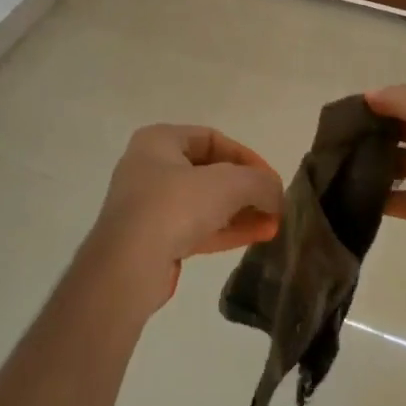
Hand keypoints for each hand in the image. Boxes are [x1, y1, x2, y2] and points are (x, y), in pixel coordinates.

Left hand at [84, 124, 284, 309]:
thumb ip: (260, 182)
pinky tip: (256, 237)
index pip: (212, 139)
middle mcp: (149, 168)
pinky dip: (226, 230)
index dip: (246, 156)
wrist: (128, 266)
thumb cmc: (175, 206)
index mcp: (159, 141)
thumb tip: (277, 194)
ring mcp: (148, 206)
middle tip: (274, 204)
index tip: (270, 178)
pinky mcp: (152, 240)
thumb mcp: (229, 184)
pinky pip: (196, 228)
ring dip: (240, 212)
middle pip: (209, 172)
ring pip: (204, 203)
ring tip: (273, 224)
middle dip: (245, 188)